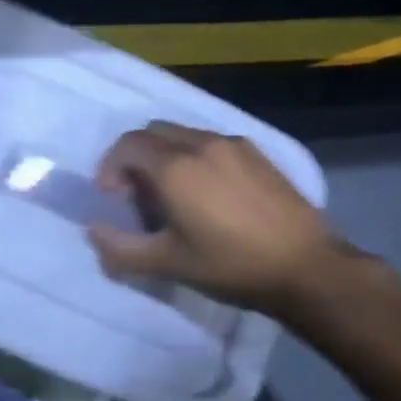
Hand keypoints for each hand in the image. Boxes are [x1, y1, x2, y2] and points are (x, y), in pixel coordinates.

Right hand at [88, 122, 350, 313]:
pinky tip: (210, 194)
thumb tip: (93, 231)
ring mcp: (233, 145)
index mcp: (175, 167)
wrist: (307, 267)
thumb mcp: (168, 263)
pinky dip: (195, 157)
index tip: (113, 197)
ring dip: (166, 156)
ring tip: (174, 195)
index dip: (110, 167)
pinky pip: (211, 143)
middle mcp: (201, 144)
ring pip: (183, 135)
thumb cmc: (231, 265)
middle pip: (152, 133)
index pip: (127, 145)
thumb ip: (121, 248)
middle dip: (135, 157)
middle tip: (139, 195)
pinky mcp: (258, 154)